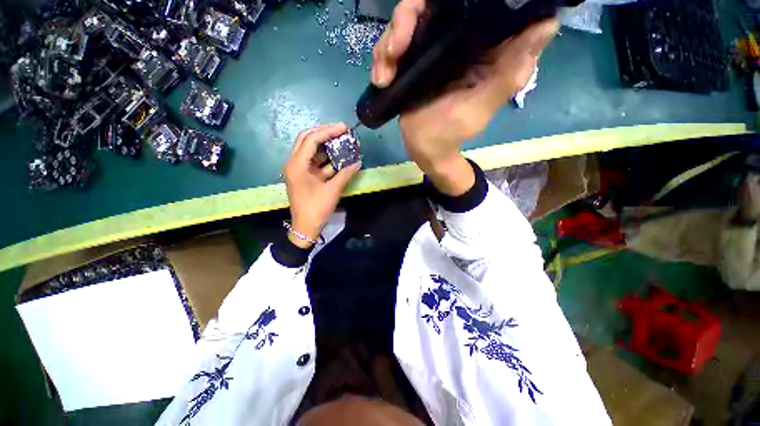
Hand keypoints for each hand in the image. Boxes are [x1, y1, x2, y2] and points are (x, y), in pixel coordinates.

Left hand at [284, 124, 360, 247]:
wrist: (306, 227)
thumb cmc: (316, 208)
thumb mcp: (332, 190)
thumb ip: (345, 174)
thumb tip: (358, 162)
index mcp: (297, 165)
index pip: (311, 139)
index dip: (328, 131)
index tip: (344, 127)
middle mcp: (295, 163)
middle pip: (307, 140)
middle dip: (325, 133)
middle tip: (341, 130)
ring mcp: (300, 170)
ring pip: (312, 151)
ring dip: (327, 146)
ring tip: (343, 142)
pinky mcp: (305, 177)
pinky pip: (316, 163)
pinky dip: (328, 160)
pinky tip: (340, 158)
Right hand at [372, 0, 558, 193]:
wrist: (425, 148)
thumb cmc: (454, 133)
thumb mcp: (482, 106)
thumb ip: (510, 71)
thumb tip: (547, 24)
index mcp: (484, 45)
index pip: (482, 3)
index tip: (448, 7)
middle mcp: (459, 37)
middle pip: (433, 3)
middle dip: (408, 18)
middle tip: (396, 49)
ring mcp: (431, 46)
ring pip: (408, 19)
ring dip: (389, 41)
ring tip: (384, 74)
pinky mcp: (412, 59)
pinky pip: (393, 44)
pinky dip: (382, 57)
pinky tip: (380, 79)